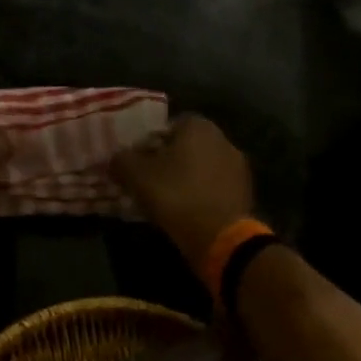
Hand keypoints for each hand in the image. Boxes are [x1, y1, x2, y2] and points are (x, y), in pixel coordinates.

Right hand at [113, 114, 254, 263]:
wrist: (220, 235)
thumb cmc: (176, 196)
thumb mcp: (137, 176)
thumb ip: (122, 161)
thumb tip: (115, 159)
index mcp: (198, 126)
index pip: (168, 126)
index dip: (149, 144)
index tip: (138, 165)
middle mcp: (223, 138)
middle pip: (187, 147)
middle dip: (169, 161)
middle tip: (150, 183)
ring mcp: (238, 165)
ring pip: (202, 168)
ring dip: (187, 179)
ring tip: (169, 201)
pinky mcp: (245, 191)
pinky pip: (215, 187)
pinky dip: (202, 195)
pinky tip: (190, 212)